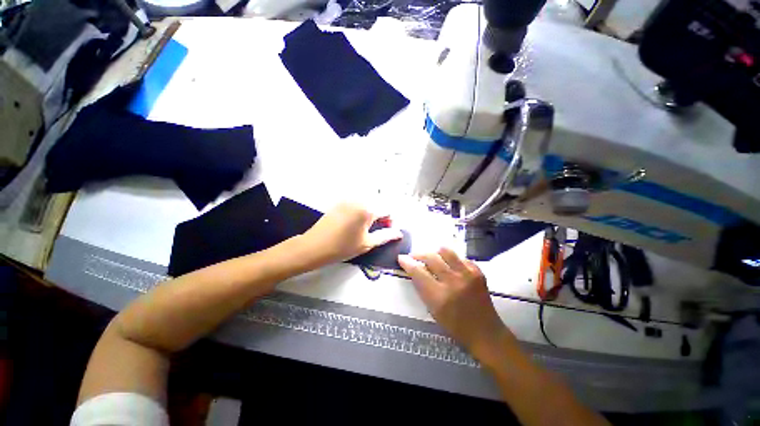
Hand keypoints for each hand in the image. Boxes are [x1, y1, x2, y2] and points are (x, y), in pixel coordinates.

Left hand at [302, 203, 402, 264]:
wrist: (314, 246)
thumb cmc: (342, 247)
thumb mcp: (367, 243)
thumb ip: (386, 236)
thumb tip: (399, 233)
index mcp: (367, 209)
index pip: (388, 210)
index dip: (390, 221)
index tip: (385, 231)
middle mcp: (359, 199)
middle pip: (378, 204)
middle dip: (381, 216)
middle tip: (375, 230)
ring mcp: (348, 199)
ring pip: (368, 203)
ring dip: (371, 213)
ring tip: (364, 227)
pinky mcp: (340, 202)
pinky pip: (357, 203)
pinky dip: (361, 211)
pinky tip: (354, 223)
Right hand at [398, 248, 509, 358]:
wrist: (485, 332)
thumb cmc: (455, 326)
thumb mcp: (433, 310)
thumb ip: (422, 288)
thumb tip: (413, 269)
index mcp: (439, 296)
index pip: (418, 272)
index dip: (407, 263)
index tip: (401, 258)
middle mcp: (453, 282)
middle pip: (431, 257)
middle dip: (418, 254)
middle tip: (414, 256)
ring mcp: (468, 275)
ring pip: (446, 251)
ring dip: (435, 252)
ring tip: (432, 257)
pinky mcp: (478, 272)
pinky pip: (460, 257)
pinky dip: (452, 259)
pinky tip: (450, 265)